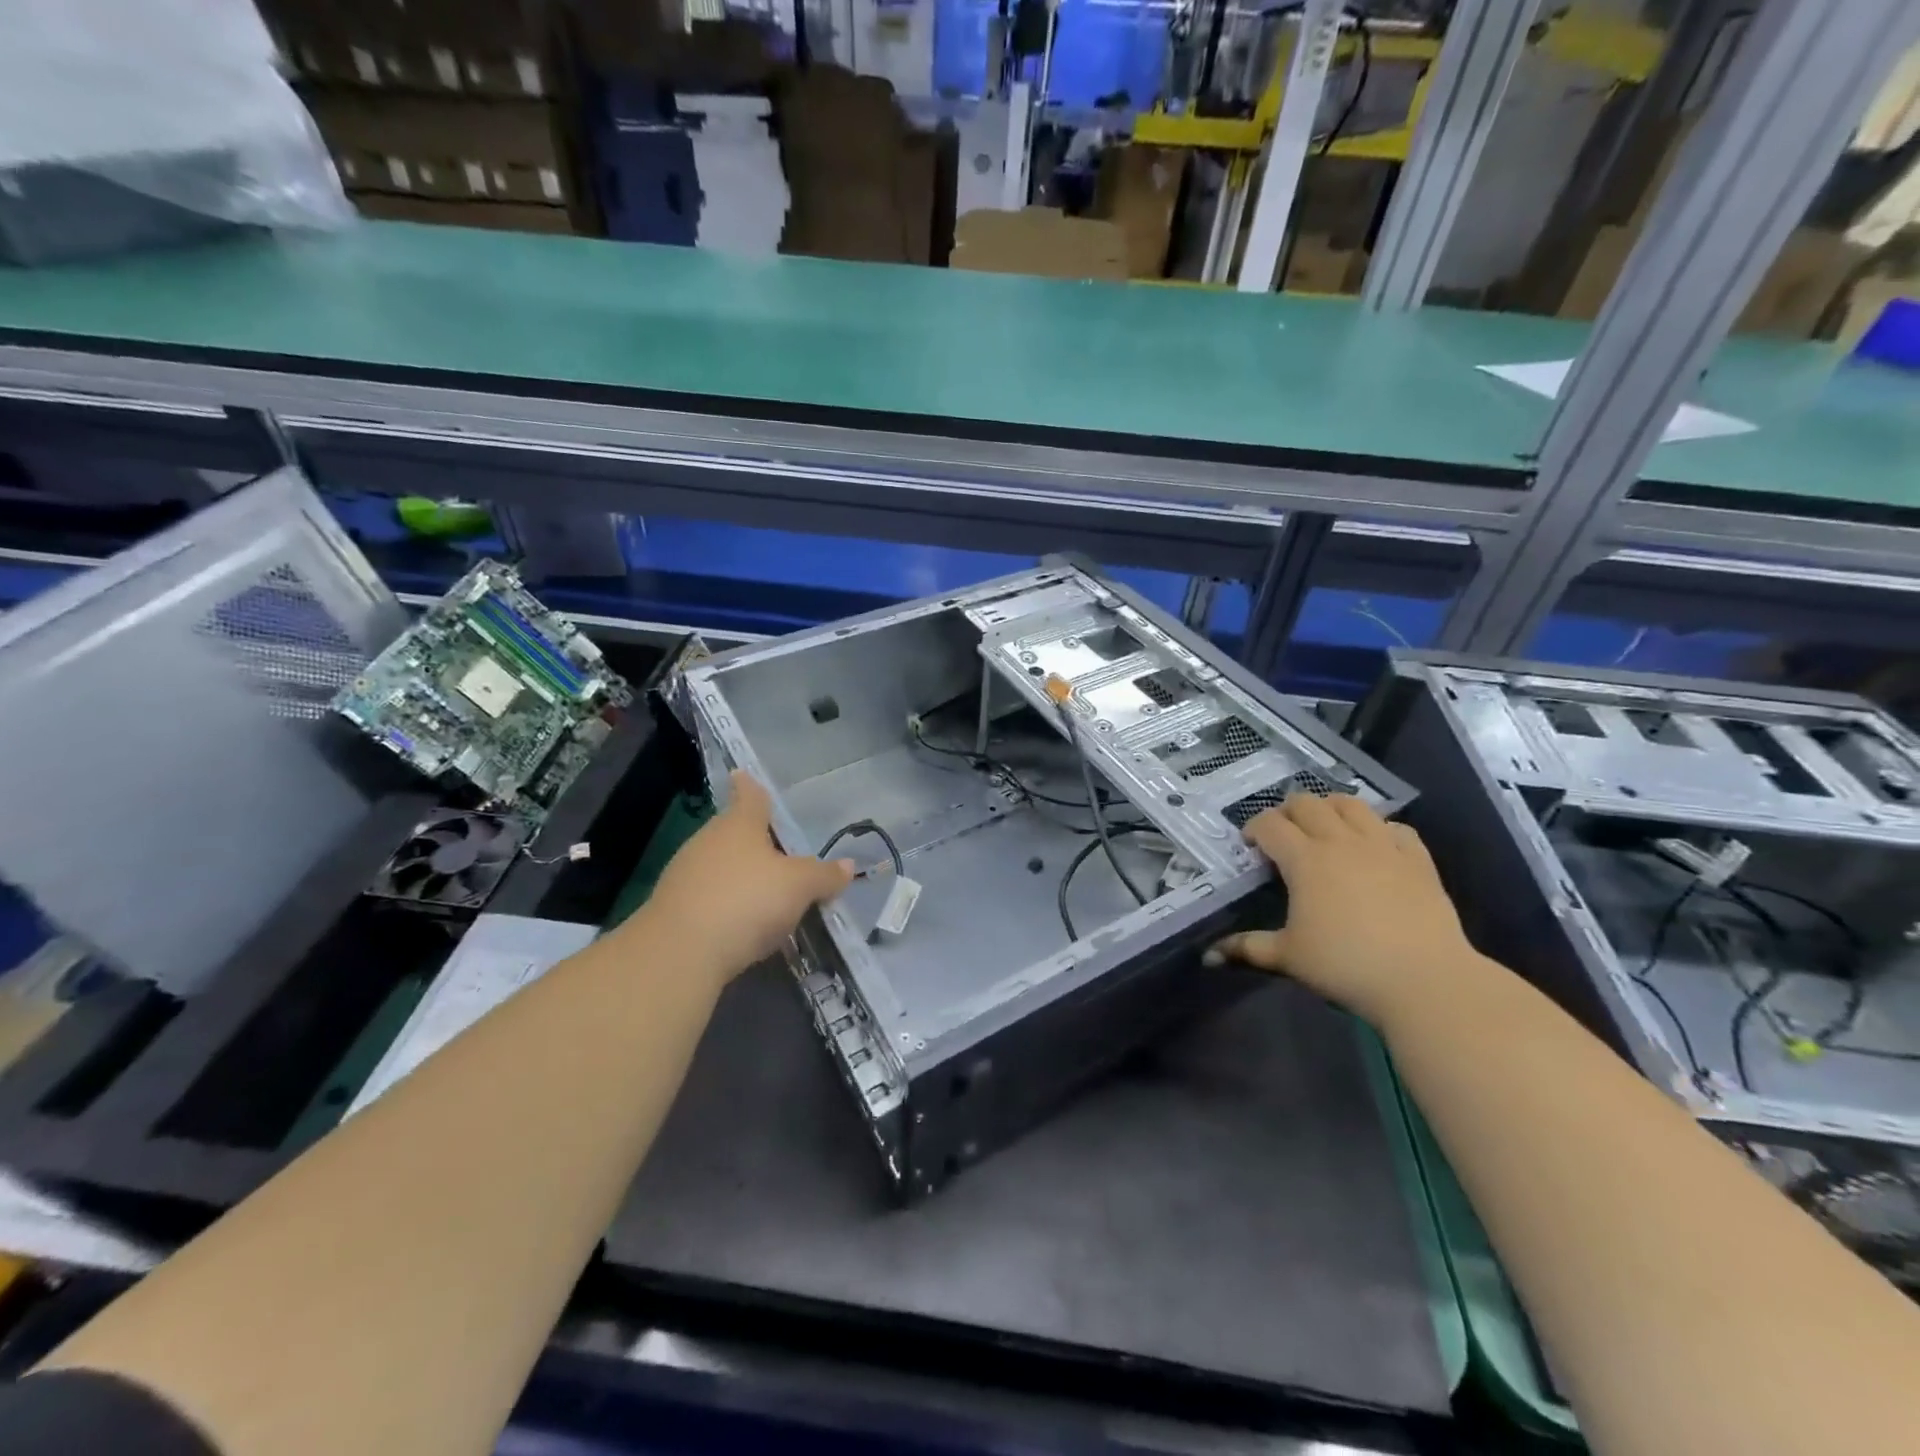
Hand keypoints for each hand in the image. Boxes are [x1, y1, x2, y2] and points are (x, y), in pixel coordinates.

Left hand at [646, 772, 855, 983]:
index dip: (750, 786)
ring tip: (767, 896)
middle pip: (733, 832)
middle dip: (753, 841)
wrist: (679, 954)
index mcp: (739, 825)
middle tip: (779, 853)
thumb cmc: (746, 901)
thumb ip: (824, 875)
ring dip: (740, 877)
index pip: (748, 796)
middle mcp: (708, 841)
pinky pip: (709, 899)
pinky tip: (743, 926)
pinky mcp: (673, 910)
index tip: (743, 775)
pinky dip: (726, 905)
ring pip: (719, 867)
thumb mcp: (799, 887)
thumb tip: (848, 866)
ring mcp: (685, 875)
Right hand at [1205, 794, 1479, 1028]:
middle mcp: (1341, 841)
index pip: (1270, 824)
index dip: (1254, 828)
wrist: (1424, 980)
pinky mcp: (1417, 859)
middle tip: (1284, 836)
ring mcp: (1383, 846)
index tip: (1250, 846)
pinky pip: (1396, 827)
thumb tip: (1208, 955)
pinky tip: (1374, 847)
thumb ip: (1247, 948)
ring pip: (1351, 804)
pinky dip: (1379, 829)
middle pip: (1307, 803)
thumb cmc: (1345, 965)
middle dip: (1288, 813)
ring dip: (1331, 809)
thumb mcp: (1288, 956)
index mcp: (1305, 859)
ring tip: (1325, 829)